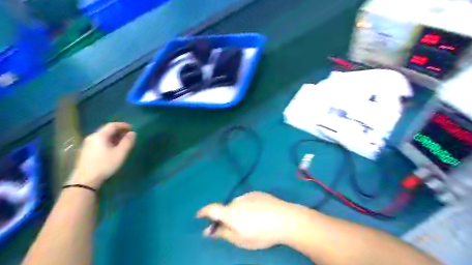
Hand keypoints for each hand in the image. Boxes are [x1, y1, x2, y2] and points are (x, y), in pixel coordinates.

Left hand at [68, 123, 136, 189]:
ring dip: (114, 136)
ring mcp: (88, 144)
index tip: (132, 128)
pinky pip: (100, 141)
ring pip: (103, 136)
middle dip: (119, 131)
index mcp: (100, 136)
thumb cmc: (105, 165)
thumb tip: (132, 133)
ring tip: (122, 142)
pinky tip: (113, 148)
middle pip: (107, 130)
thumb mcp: (120, 153)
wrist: (85, 180)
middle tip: (128, 135)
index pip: (112, 125)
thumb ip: (127, 142)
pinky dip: (108, 141)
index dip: (123, 125)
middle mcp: (92, 137)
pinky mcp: (86, 151)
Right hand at [196, 191, 310, 248]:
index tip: (199, 215)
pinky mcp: (257, 193)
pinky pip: (247, 200)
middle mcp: (236, 200)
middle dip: (227, 217)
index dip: (203, 212)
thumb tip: (208, 231)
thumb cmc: (261, 233)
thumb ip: (223, 233)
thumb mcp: (241, 239)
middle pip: (226, 208)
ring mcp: (248, 195)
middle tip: (236, 227)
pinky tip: (259, 214)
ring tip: (252, 221)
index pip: (211, 209)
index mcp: (230, 212)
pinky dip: (248, 207)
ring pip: (238, 204)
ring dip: (239, 211)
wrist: (285, 219)